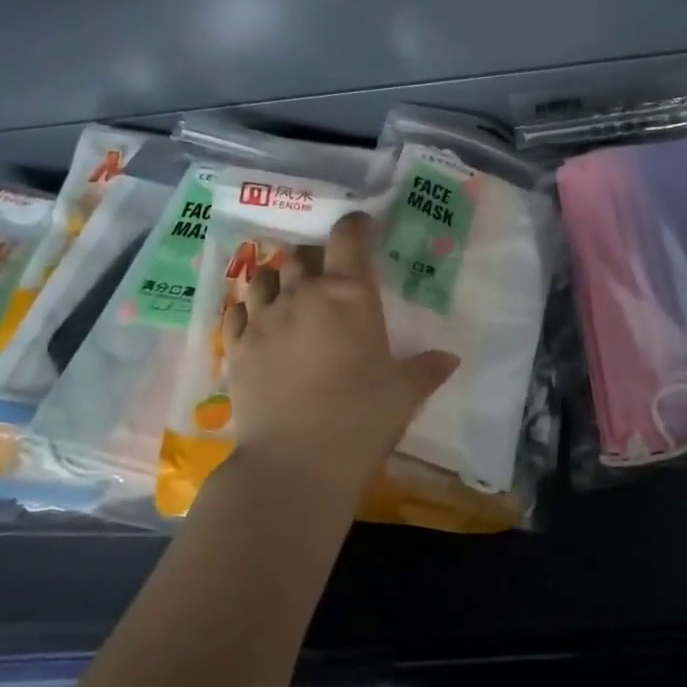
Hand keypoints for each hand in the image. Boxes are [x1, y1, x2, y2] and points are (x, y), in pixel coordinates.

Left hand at [223, 212, 457, 500]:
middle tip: (327, 275)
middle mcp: (303, 294)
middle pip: (302, 254)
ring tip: (289, 294)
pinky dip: (248, 309)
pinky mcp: (236, 346)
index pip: (348, 237)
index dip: (354, 225)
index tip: (361, 227)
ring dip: (278, 279)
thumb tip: (450, 359)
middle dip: (315, 257)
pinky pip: (237, 310)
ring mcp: (263, 318)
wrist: (296, 461)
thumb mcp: (403, 394)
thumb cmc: (361, 419)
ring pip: (264, 276)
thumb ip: (426, 370)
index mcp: (350, 295)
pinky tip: (257, 323)